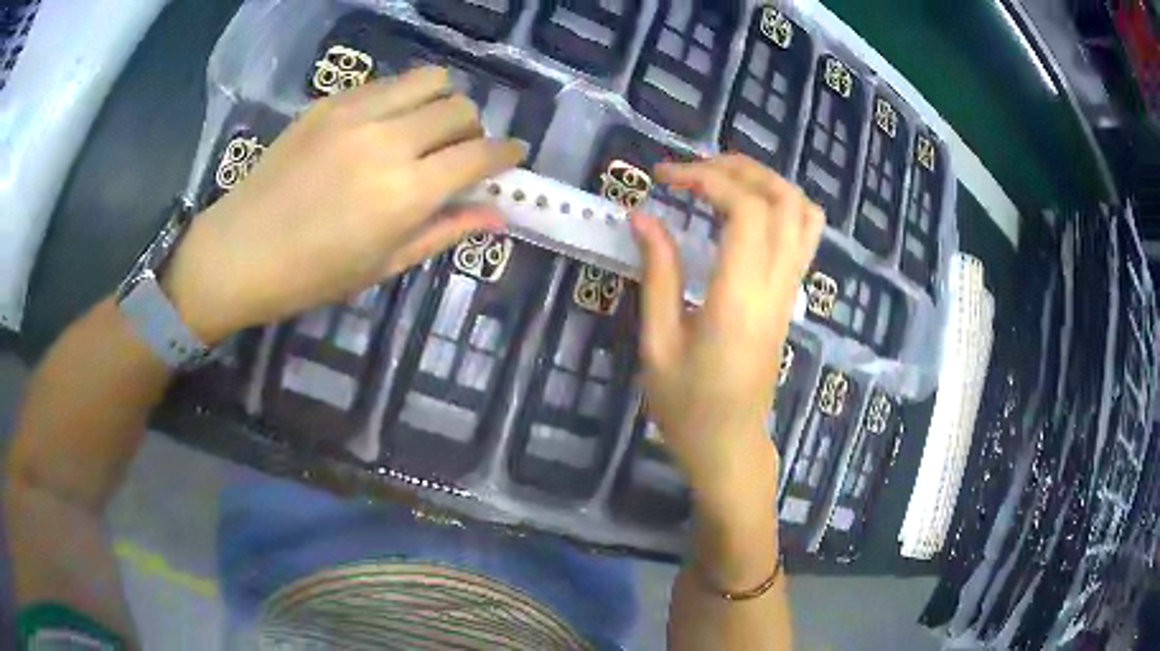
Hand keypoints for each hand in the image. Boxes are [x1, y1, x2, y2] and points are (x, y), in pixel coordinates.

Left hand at [164, 66, 525, 343]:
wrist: (239, 251)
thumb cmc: (312, 275)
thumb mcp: (384, 264)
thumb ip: (445, 231)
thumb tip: (498, 214)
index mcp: (406, 193)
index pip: (479, 155)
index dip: (506, 154)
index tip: (511, 157)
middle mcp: (388, 141)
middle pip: (461, 108)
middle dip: (473, 129)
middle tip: (457, 153)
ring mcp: (356, 114)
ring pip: (430, 80)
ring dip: (442, 101)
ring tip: (425, 128)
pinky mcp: (330, 102)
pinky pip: (387, 83)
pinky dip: (402, 99)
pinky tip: (383, 126)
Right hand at [631, 154, 823, 518]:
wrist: (730, 446)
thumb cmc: (687, 407)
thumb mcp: (658, 344)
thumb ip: (657, 275)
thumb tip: (644, 217)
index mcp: (740, 299)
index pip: (745, 211)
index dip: (707, 178)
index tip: (663, 177)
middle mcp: (776, 286)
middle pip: (782, 199)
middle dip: (737, 169)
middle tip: (691, 170)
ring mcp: (791, 290)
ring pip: (803, 213)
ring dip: (765, 181)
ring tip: (721, 181)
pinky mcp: (791, 296)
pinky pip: (804, 235)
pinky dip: (780, 205)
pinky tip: (745, 211)